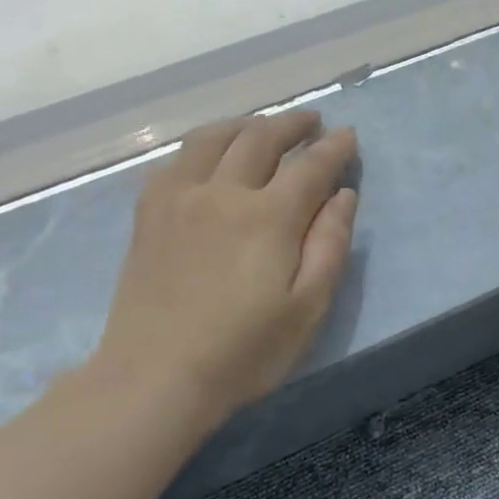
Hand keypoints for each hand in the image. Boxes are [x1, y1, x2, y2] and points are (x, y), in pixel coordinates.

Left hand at [86, 111, 358, 433]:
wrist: (155, 377)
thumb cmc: (244, 351)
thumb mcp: (308, 308)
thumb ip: (330, 245)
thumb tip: (344, 195)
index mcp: (269, 217)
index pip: (311, 166)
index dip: (334, 148)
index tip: (349, 136)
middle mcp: (223, 193)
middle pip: (261, 138)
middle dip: (293, 124)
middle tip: (313, 122)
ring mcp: (179, 198)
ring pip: (214, 138)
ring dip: (246, 124)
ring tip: (264, 127)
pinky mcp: (149, 213)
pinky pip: (177, 160)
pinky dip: (203, 145)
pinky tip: (210, 156)